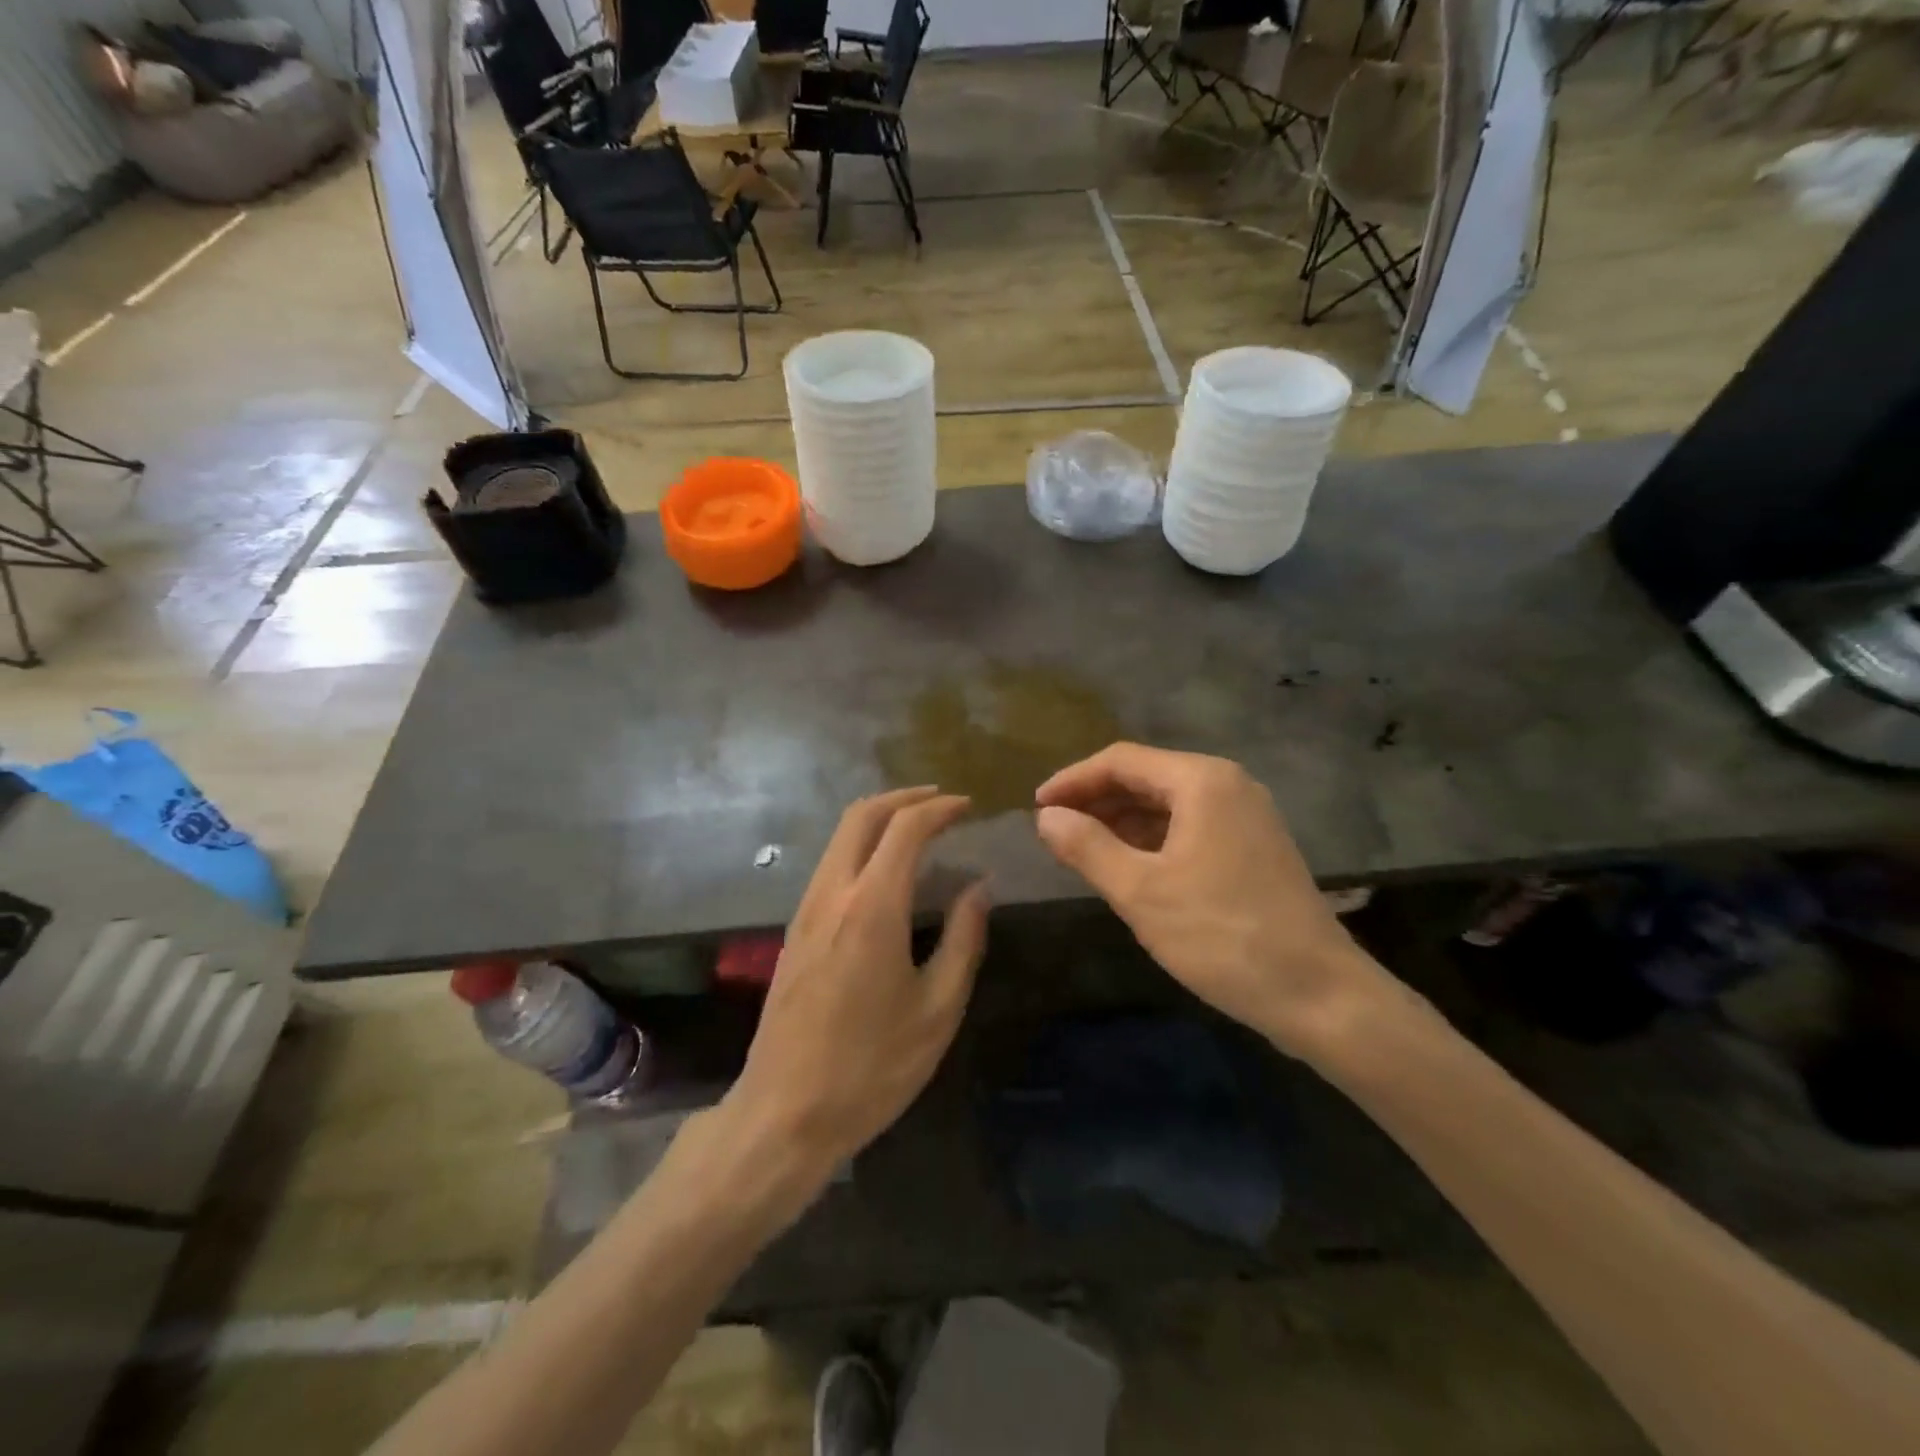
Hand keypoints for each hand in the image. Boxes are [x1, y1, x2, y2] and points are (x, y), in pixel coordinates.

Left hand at [726, 787, 989, 1181]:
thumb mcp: (937, 1009)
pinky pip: (830, 864)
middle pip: (861, 815)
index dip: (939, 809)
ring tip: (919, 829)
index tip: (968, 807)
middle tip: (941, 802)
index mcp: (871, 908)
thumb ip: (963, 939)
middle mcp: (832, 894)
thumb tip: (979, 888)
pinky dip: (861, 846)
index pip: (904, 828)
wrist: (784, 1113)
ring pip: (839, 837)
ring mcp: (805, 910)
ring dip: (879, 818)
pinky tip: (886, 871)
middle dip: (903, 798)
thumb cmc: (872, 1067)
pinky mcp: (794, 930)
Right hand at [1035, 743, 1392, 1060]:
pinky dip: (1151, 840)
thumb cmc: (1222, 935)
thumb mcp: (1141, 892)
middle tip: (1054, 830)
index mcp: (1202, 781)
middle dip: (1096, 800)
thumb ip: (1087, 847)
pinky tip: (1128, 867)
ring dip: (1121, 821)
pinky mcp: (1253, 848)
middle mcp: (1228, 785)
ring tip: (1081, 849)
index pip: (1121, 760)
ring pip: (1167, 804)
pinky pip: (1189, 827)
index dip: (1073, 780)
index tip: (1036, 808)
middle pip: (1146, 777)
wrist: (1320, 995)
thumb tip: (1047, 817)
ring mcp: (1246, 816)